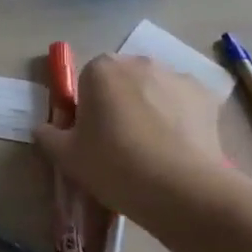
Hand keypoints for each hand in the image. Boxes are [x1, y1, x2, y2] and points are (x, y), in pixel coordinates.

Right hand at [33, 55, 225, 217]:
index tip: (94, 138)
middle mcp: (138, 62)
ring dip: (152, 109)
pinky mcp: (205, 96)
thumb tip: (46, 128)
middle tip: (123, 145)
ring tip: (156, 152)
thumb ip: (49, 136)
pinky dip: (182, 119)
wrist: (181, 189)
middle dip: (121, 103)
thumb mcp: (67, 157)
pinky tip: (181, 150)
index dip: (89, 109)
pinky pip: (184, 104)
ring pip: (155, 90)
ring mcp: (175, 76)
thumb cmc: (115, 165)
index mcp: (100, 69)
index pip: (87, 81)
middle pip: (123, 81)